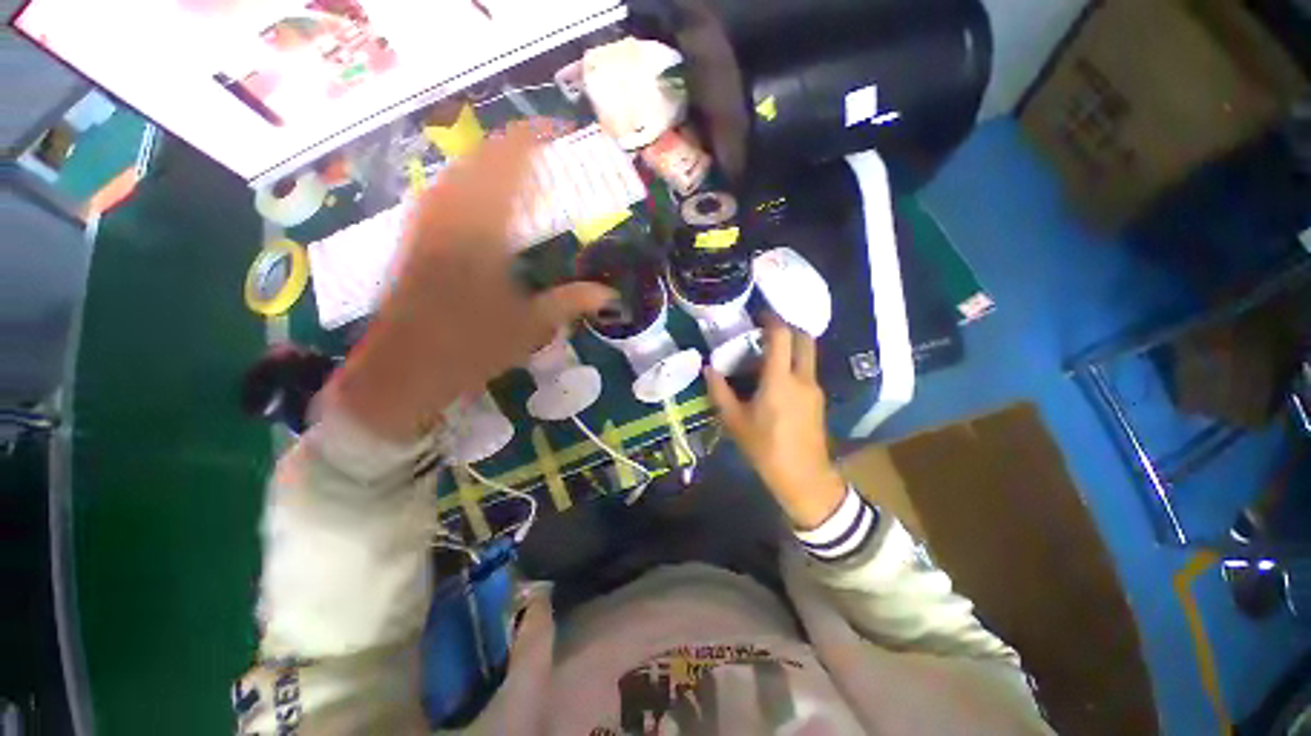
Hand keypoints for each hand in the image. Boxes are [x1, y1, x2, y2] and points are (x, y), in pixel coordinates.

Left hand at [333, 125, 614, 439]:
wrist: (402, 369)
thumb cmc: (471, 348)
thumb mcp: (530, 327)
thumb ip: (571, 302)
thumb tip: (611, 294)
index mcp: (484, 231)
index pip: (510, 165)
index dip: (534, 140)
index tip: (559, 131)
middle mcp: (452, 215)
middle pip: (482, 158)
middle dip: (514, 146)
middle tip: (544, 150)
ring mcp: (428, 223)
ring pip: (458, 171)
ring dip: (489, 162)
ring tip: (517, 166)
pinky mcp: (415, 236)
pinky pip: (442, 192)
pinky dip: (467, 183)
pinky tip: (479, 196)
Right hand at [705, 317, 846, 529]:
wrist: (803, 477)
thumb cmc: (765, 448)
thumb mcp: (735, 421)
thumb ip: (719, 391)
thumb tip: (708, 369)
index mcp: (780, 380)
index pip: (782, 336)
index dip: (771, 320)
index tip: (758, 315)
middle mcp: (802, 378)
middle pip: (804, 338)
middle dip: (788, 327)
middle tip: (766, 330)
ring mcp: (814, 388)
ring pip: (807, 355)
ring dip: (791, 347)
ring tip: (766, 355)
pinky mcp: (819, 399)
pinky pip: (807, 371)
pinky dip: (794, 364)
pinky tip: (776, 379)